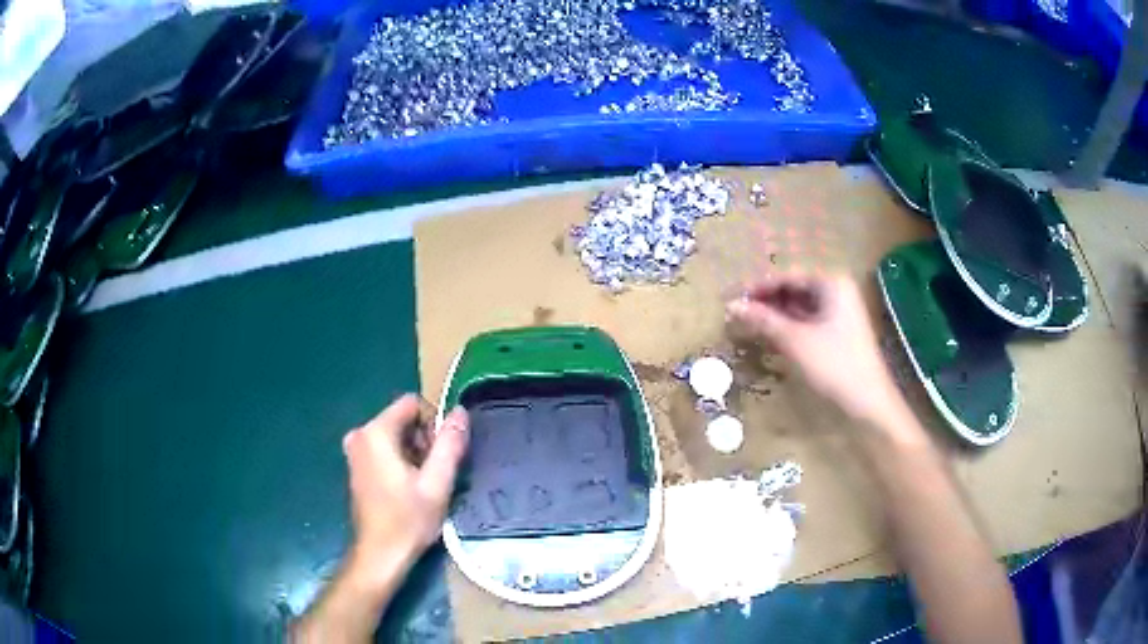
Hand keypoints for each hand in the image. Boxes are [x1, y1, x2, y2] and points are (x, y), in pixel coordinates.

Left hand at [342, 395, 468, 580]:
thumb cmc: (408, 520)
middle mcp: (360, 434)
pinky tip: (407, 489)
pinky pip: (384, 449)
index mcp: (376, 432)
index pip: (412, 404)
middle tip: (433, 475)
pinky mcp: (355, 466)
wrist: (380, 554)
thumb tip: (460, 411)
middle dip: (423, 441)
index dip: (433, 424)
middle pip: (403, 420)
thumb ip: (450, 444)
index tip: (441, 456)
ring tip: (422, 486)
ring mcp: (355, 451)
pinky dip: (400, 462)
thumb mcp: (437, 483)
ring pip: (395, 436)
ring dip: (414, 453)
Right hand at [725, 272, 904, 425]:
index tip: (730, 297)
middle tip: (735, 312)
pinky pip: (807, 320)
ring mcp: (839, 311)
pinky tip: (769, 335)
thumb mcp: (795, 341)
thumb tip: (732, 306)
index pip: (786, 276)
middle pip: (793, 288)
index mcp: (831, 282)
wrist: (869, 402)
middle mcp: (837, 290)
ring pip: (799, 306)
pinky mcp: (837, 332)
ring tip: (746, 324)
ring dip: (774, 314)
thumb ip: (764, 320)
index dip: (756, 287)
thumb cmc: (835, 365)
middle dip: (764, 300)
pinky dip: (787, 326)